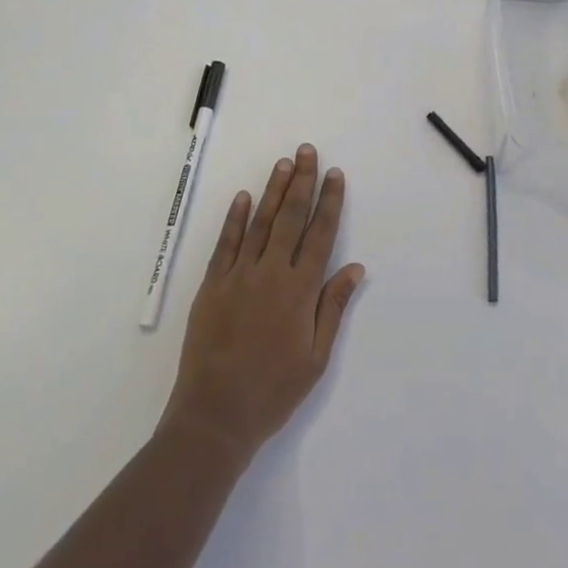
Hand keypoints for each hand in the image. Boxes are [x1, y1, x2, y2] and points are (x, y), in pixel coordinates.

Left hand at [161, 144, 365, 463]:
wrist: (214, 416)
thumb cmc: (273, 391)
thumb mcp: (315, 358)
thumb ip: (333, 308)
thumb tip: (355, 267)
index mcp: (299, 291)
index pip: (320, 235)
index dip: (329, 202)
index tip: (335, 175)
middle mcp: (270, 273)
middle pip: (290, 218)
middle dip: (302, 182)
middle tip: (307, 151)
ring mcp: (238, 276)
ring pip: (260, 223)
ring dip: (273, 190)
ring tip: (283, 163)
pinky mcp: (212, 285)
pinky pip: (226, 243)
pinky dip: (235, 218)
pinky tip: (244, 197)